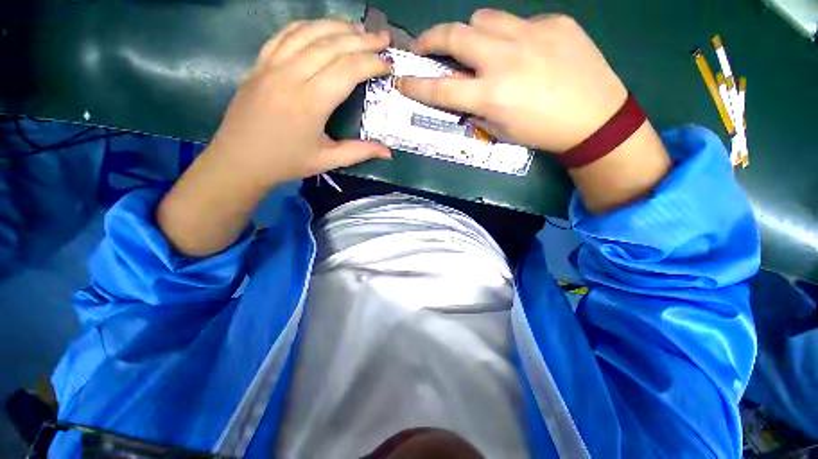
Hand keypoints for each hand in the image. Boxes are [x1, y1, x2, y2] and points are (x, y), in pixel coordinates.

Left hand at [158, 19, 391, 255]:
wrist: (239, 160)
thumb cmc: (286, 162)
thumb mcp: (327, 161)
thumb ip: (359, 152)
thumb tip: (388, 152)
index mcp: (310, 103)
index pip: (347, 70)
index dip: (371, 63)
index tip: (388, 64)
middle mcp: (291, 76)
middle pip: (331, 45)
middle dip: (362, 39)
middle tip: (383, 38)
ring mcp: (271, 65)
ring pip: (309, 33)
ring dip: (337, 26)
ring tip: (359, 28)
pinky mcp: (259, 63)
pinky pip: (285, 34)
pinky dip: (307, 26)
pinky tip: (322, 27)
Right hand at [397, 10, 627, 152]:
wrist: (595, 117)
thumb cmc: (542, 132)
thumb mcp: (500, 130)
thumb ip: (476, 109)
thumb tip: (461, 93)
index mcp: (491, 95)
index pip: (441, 89)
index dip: (416, 84)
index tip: (401, 79)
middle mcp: (504, 59)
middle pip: (454, 35)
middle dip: (430, 39)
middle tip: (423, 46)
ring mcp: (531, 34)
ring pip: (482, 18)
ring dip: (471, 33)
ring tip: (477, 48)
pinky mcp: (553, 22)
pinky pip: (517, 21)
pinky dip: (508, 35)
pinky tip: (522, 51)